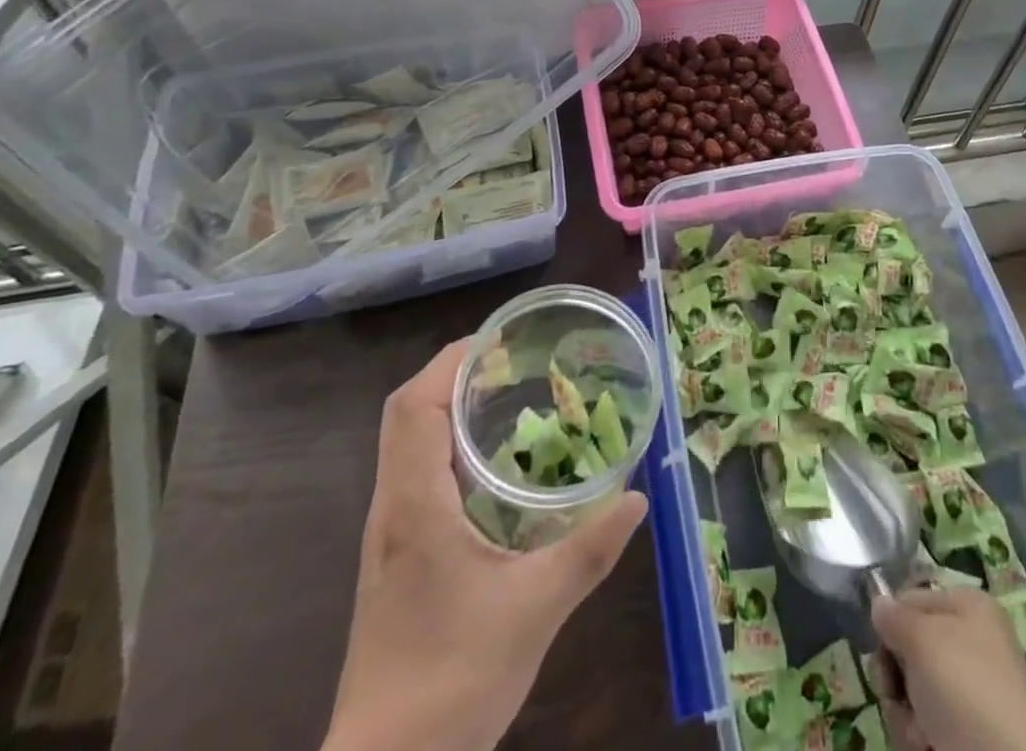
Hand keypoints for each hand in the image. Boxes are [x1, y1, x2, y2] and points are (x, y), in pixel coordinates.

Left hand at [324, 339, 647, 750]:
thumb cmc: (452, 684)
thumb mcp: (534, 613)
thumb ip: (588, 552)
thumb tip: (637, 498)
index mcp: (414, 506)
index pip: (413, 406)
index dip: (452, 361)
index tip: (501, 341)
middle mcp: (391, 508)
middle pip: (406, 413)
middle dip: (455, 374)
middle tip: (514, 363)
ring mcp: (388, 534)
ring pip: (407, 442)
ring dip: (449, 407)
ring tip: (509, 396)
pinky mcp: (394, 556)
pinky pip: (414, 472)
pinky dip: (447, 444)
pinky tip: (493, 466)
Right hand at [870, 588, 1025, 750]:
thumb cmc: (969, 692)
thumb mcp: (923, 640)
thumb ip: (893, 618)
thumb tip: (879, 603)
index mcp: (966, 608)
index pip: (908, 600)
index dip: (890, 625)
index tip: (883, 651)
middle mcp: (968, 646)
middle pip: (908, 652)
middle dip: (896, 680)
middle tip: (899, 697)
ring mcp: (969, 696)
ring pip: (913, 696)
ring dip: (906, 718)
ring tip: (923, 738)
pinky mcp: (967, 739)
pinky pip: (927, 730)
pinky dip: (921, 742)